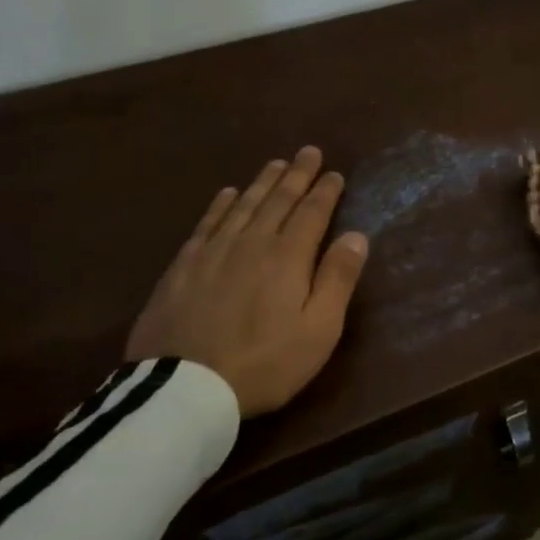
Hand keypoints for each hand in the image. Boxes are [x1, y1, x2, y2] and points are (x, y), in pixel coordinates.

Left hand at [126, 147, 369, 415]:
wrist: (185, 388)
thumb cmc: (266, 363)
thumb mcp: (319, 329)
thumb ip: (338, 279)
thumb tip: (356, 236)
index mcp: (288, 257)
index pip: (311, 213)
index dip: (325, 191)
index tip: (335, 173)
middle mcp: (251, 243)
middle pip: (277, 200)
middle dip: (296, 175)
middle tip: (308, 151)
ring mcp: (213, 252)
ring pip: (243, 205)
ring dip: (262, 182)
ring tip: (276, 163)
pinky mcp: (183, 267)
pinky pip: (207, 223)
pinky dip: (221, 204)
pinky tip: (228, 194)